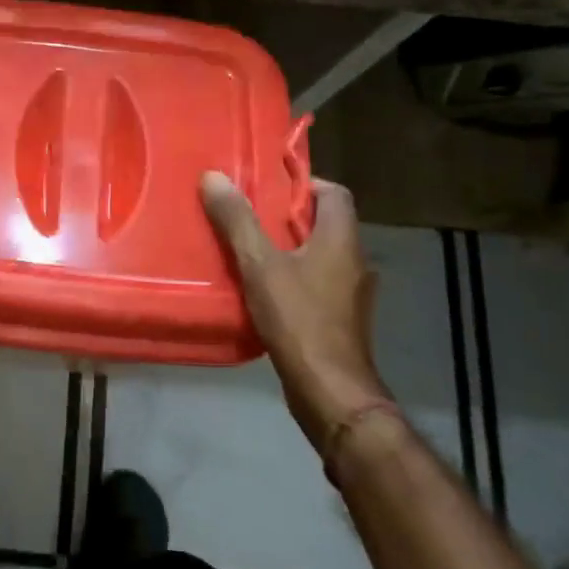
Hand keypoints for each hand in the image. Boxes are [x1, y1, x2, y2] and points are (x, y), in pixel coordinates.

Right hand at [200, 171, 394, 467]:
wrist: (329, 391)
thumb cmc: (299, 319)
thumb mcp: (259, 265)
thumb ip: (237, 220)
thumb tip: (213, 176)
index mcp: (341, 239)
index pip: (334, 192)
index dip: (303, 182)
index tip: (267, 184)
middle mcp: (354, 260)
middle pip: (324, 222)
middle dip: (286, 215)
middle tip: (246, 213)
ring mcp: (351, 293)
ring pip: (319, 254)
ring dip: (288, 247)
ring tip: (247, 247)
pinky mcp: (340, 319)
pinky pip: (316, 282)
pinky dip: (292, 276)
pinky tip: (261, 287)